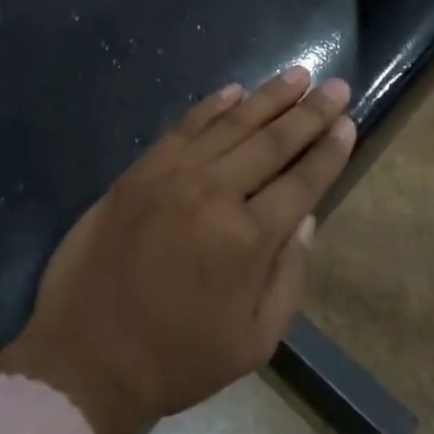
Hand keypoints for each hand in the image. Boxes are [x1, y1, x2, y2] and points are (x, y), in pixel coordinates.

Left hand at [0, 66, 356, 433]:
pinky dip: (211, 106)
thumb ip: (288, 276)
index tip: (348, 122)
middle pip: (271, 142)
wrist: (86, 355)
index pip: (302, 182)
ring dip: (267, 97)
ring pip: (230, 124)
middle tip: (335, 85)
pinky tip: (234, 91)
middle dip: (309, 112)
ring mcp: (172, 176)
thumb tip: (307, 218)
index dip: (329, 151)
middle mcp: (214, 193)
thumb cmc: (177, 358)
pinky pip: (183, 127)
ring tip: (297, 75)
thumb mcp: (254, 341)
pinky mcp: (139, 171)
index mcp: (249, 239)